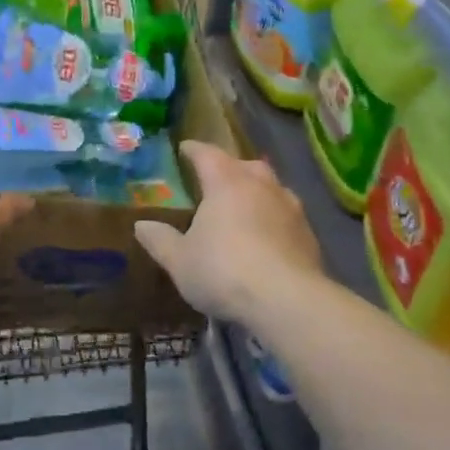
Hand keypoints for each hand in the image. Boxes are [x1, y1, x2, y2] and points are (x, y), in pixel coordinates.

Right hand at [134, 142, 324, 323]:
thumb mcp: (180, 260)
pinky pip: (287, 216)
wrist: (288, 301)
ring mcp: (290, 208)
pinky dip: (274, 220)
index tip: (184, 149)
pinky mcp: (309, 234)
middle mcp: (260, 185)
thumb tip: (141, 225)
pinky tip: (267, 239)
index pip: (207, 154)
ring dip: (257, 192)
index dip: (193, 150)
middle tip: (216, 180)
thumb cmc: (224, 271)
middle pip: (245, 165)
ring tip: (244, 207)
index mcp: (226, 182)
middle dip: (230, 168)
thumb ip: (160, 240)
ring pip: (271, 188)